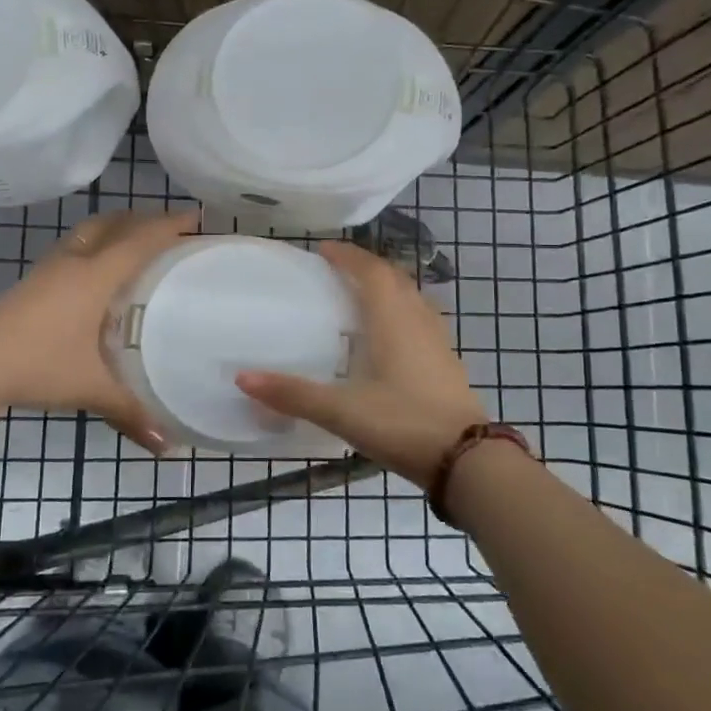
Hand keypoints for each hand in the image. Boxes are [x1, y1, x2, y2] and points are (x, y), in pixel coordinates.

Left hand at [0, 210, 198, 453]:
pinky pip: (72, 250)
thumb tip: (167, 445)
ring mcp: (48, 269)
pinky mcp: (31, 282)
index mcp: (95, 276)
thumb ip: (129, 411)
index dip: (168, 226)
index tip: (195, 219)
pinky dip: (93, 248)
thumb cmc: (39, 364)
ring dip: (113, 229)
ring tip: (133, 244)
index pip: (139, 240)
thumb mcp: (89, 387)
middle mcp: (73, 262)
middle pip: (112, 224)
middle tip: (168, 228)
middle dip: (141, 219)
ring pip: (87, 233)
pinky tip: (95, 276)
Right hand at [237, 241, 485, 486]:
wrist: (468, 461)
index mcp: (393, 321)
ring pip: (413, 299)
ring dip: (388, 289)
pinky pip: (421, 321)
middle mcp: (418, 322)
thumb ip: (292, 394)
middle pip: (395, 280)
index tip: (324, 249)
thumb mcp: (342, 411)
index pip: (371, 272)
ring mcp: (438, 343)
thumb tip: (242, 377)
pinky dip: (401, 314)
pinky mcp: (447, 364)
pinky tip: (388, 338)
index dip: (348, 257)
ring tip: (362, 296)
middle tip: (339, 269)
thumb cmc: (403, 423)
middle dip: (367, 267)